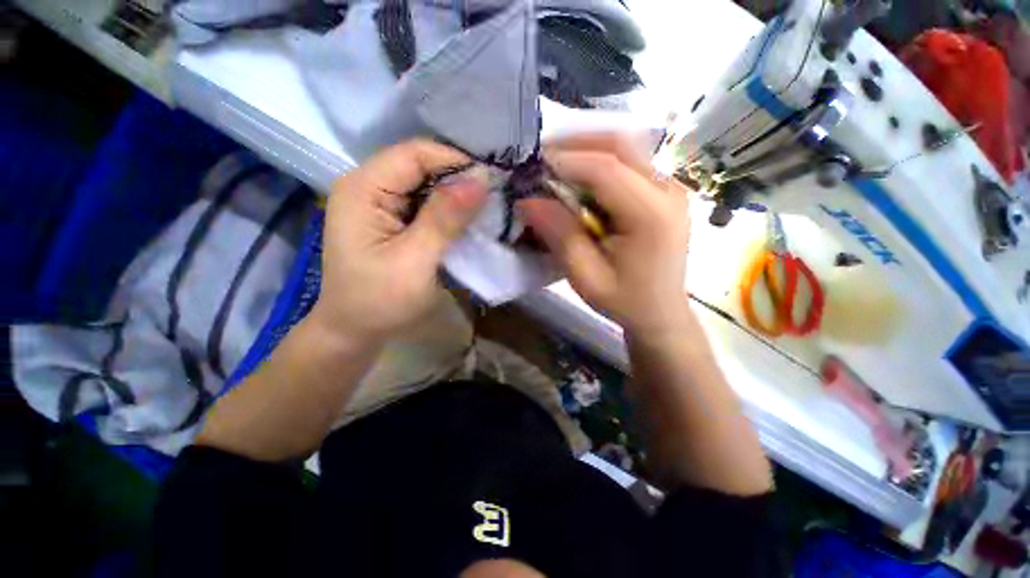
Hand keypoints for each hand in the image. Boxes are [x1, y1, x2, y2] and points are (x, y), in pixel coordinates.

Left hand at [311, 139, 487, 345]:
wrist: (354, 332)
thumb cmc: (379, 301)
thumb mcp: (415, 260)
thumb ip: (445, 218)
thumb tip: (481, 179)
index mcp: (363, 189)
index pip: (415, 154)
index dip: (455, 162)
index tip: (490, 183)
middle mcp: (367, 186)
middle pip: (420, 165)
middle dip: (458, 179)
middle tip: (492, 199)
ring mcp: (377, 203)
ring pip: (425, 184)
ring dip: (455, 196)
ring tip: (484, 210)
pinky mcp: (389, 219)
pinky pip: (423, 203)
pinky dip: (446, 210)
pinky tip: (464, 222)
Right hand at [518, 134, 690, 335]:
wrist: (661, 312)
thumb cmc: (625, 301)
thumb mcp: (586, 277)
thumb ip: (560, 236)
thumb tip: (528, 200)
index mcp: (651, 215)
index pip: (606, 169)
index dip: (566, 161)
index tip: (533, 165)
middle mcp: (668, 190)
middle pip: (620, 145)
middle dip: (576, 144)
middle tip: (542, 158)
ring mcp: (671, 186)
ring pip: (626, 147)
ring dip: (587, 150)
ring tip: (556, 165)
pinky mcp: (665, 190)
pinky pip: (630, 162)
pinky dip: (600, 162)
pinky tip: (580, 179)